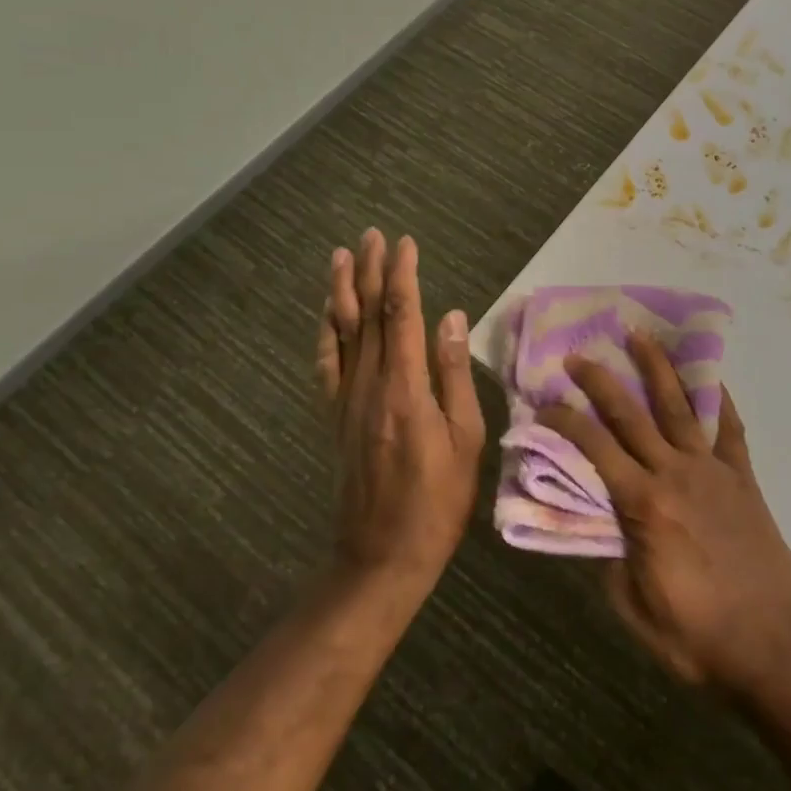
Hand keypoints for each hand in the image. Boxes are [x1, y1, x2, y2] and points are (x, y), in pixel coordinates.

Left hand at [316, 231, 484, 587]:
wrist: (381, 555)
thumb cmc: (438, 499)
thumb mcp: (465, 438)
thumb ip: (454, 374)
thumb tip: (452, 317)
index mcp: (405, 388)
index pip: (402, 315)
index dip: (403, 275)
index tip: (405, 243)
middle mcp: (369, 385)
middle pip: (368, 315)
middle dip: (371, 271)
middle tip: (371, 234)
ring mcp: (347, 401)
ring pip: (341, 333)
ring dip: (342, 291)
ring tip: (342, 257)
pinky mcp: (336, 418)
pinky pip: (326, 365)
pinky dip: (325, 333)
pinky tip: (327, 314)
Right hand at [539, 334, 790, 697]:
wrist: (775, 645)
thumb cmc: (699, 636)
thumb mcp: (635, 610)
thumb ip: (612, 561)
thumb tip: (603, 525)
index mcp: (644, 503)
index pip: (595, 448)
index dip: (566, 422)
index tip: (545, 404)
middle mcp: (676, 472)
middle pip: (632, 414)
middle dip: (601, 381)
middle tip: (579, 356)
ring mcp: (714, 470)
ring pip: (679, 407)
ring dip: (657, 368)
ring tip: (640, 336)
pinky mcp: (743, 477)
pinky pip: (729, 428)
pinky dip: (719, 399)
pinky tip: (711, 378)